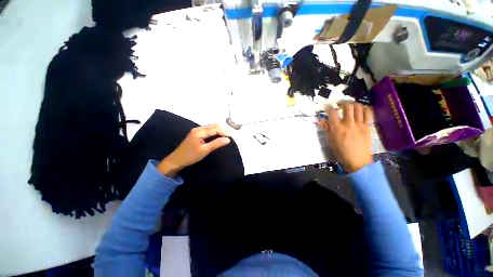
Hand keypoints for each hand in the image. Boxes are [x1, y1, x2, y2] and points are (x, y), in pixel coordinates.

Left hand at [157, 124, 230, 176]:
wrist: (176, 160)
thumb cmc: (190, 156)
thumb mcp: (205, 150)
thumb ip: (216, 143)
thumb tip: (228, 139)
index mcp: (200, 131)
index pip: (215, 128)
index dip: (224, 131)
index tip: (231, 137)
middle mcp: (198, 128)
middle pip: (213, 125)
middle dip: (222, 129)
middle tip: (229, 136)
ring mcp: (197, 130)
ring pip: (211, 126)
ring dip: (219, 130)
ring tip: (225, 136)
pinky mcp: (196, 133)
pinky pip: (208, 129)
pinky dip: (214, 131)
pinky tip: (217, 136)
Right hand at [319, 102, 373, 171]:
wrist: (357, 160)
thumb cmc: (341, 152)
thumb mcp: (330, 141)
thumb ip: (326, 129)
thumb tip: (322, 121)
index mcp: (337, 128)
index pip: (332, 112)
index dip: (329, 107)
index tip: (327, 106)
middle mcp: (348, 124)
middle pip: (347, 106)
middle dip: (343, 102)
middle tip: (340, 103)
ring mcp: (360, 124)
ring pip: (358, 107)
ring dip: (354, 103)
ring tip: (350, 105)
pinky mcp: (368, 126)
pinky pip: (369, 113)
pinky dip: (365, 108)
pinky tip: (361, 109)